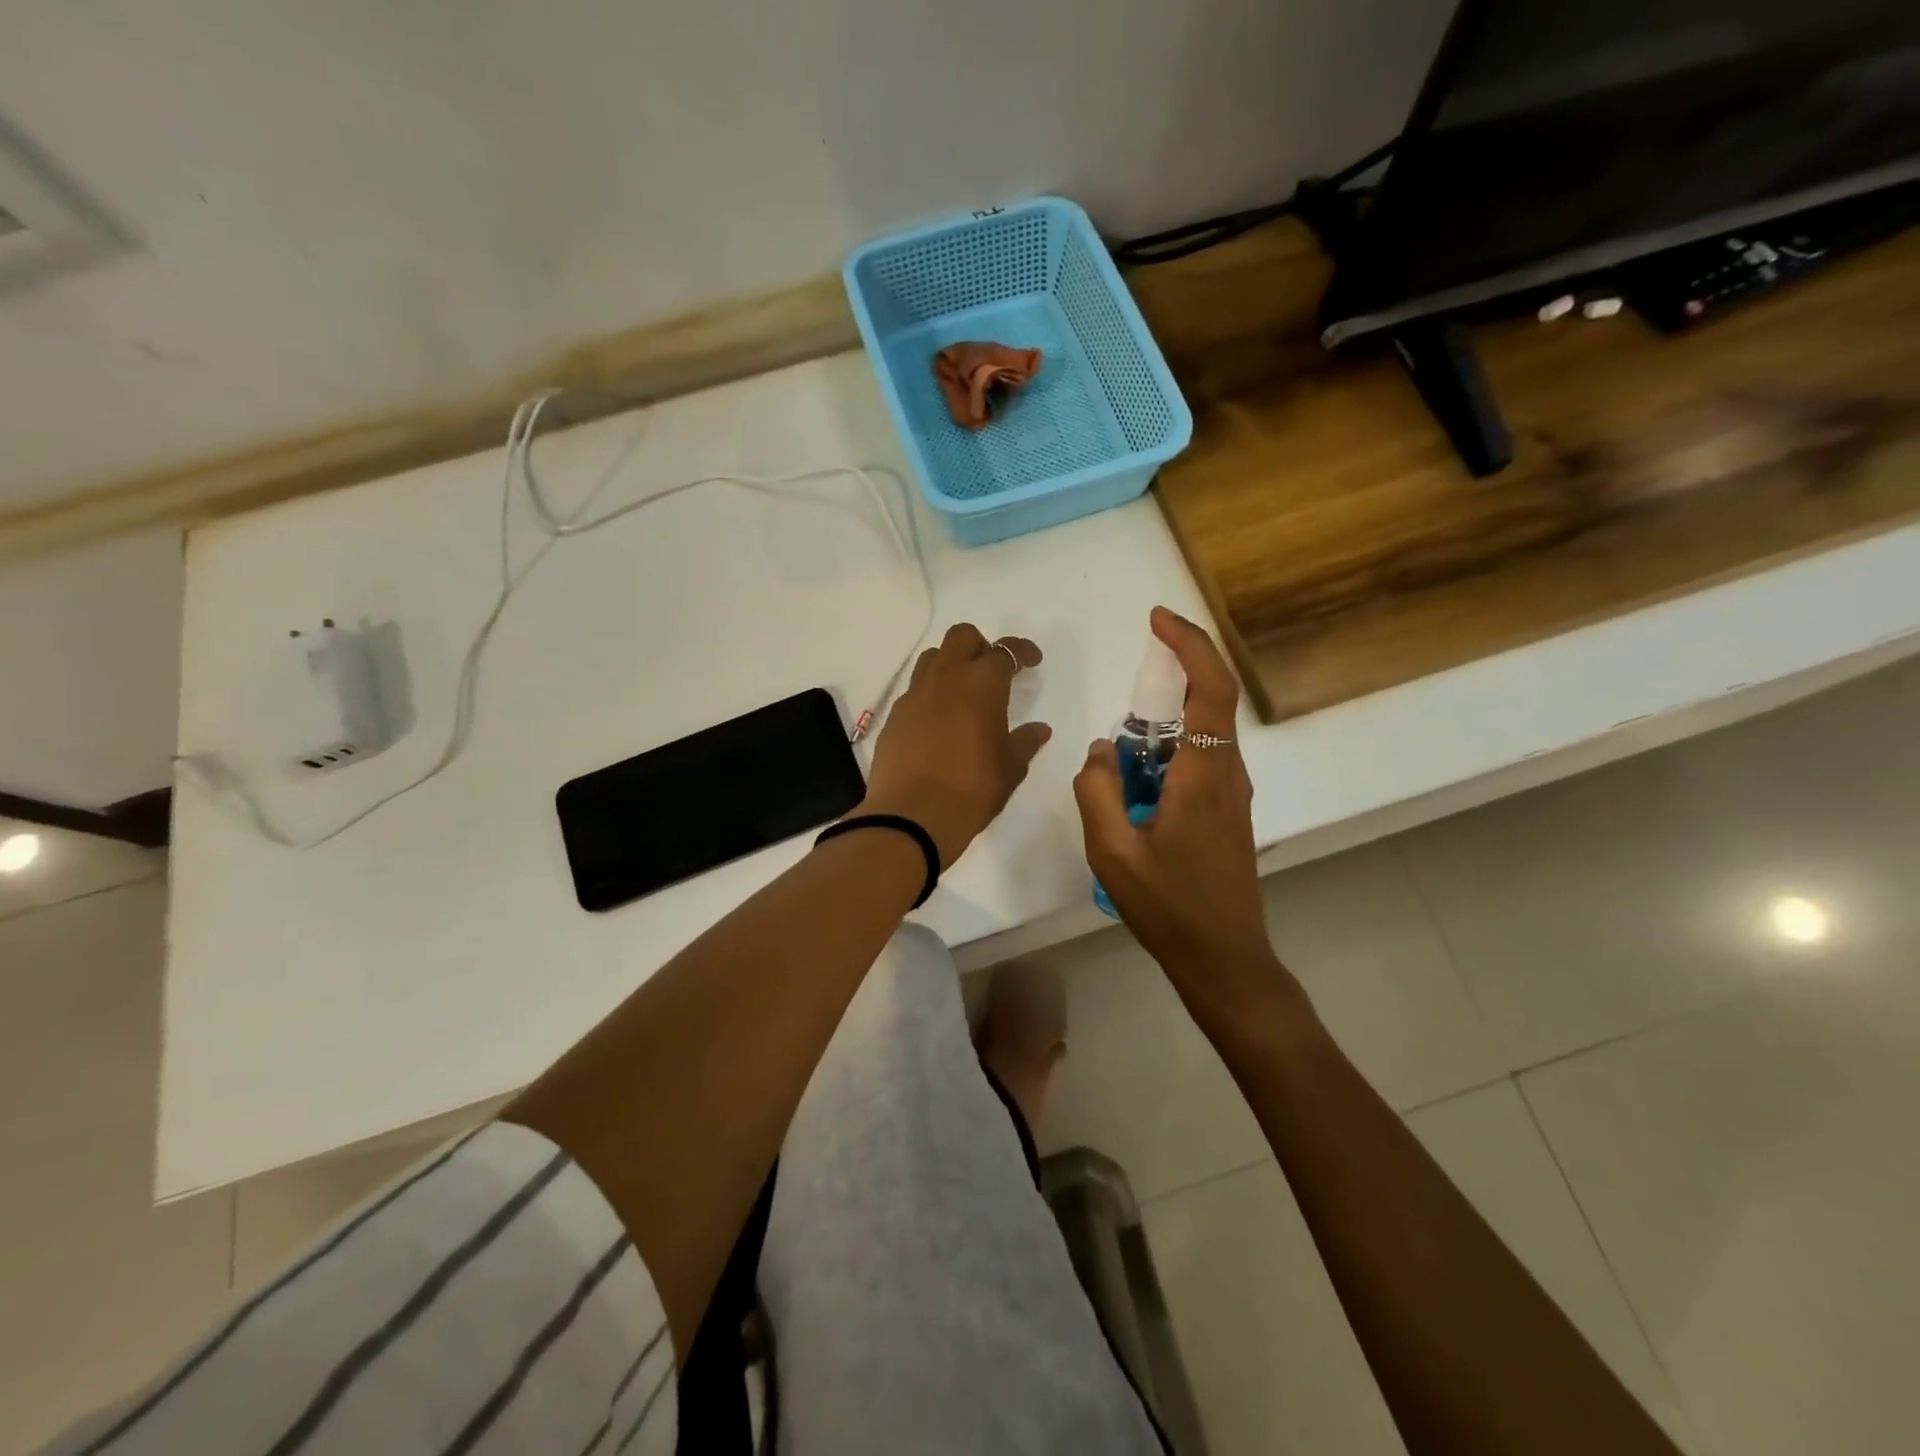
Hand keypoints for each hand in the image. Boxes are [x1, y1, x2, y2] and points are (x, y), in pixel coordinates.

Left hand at [860, 623, 1050, 867]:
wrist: (913, 815)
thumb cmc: (972, 789)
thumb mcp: (1010, 768)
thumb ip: (1025, 742)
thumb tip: (1039, 729)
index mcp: (982, 684)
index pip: (1005, 651)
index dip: (1022, 651)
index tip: (1032, 660)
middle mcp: (946, 678)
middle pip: (961, 637)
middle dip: (981, 645)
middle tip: (993, 671)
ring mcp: (915, 695)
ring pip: (932, 658)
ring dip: (951, 664)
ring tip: (963, 692)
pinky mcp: (894, 716)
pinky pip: (914, 691)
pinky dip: (930, 694)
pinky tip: (939, 722)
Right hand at [1074, 608, 1272, 978]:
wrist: (1223, 958)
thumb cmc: (1168, 907)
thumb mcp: (1112, 852)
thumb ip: (1097, 790)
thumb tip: (1101, 747)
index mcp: (1203, 776)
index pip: (1210, 689)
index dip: (1190, 644)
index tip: (1158, 619)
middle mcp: (1227, 775)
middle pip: (1211, 701)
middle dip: (1175, 673)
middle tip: (1133, 677)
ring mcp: (1232, 794)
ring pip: (1204, 733)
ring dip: (1167, 720)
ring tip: (1124, 750)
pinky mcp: (1227, 812)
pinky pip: (1200, 760)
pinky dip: (1170, 749)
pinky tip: (1139, 780)